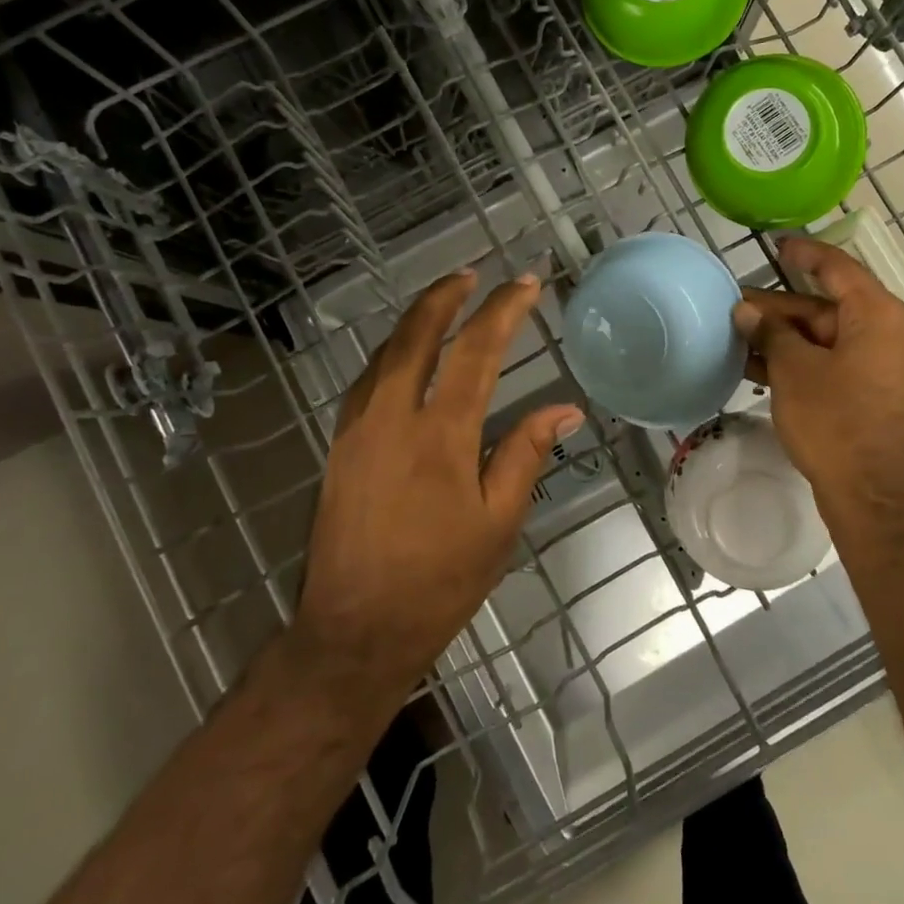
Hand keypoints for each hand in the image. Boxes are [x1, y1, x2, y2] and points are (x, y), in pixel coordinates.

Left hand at [292, 270, 581, 708]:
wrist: (355, 630)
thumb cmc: (439, 579)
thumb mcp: (498, 522)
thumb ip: (526, 454)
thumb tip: (565, 408)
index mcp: (441, 434)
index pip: (477, 351)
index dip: (503, 310)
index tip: (525, 285)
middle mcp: (393, 417)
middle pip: (417, 334)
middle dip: (445, 296)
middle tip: (470, 273)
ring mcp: (358, 429)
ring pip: (385, 353)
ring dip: (414, 320)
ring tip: (441, 303)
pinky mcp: (338, 446)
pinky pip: (366, 380)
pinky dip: (390, 353)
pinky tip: (403, 356)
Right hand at [732, 235, 903, 544]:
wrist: (875, 496)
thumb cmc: (836, 421)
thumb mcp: (794, 370)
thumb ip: (771, 332)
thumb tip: (747, 311)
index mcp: (876, 315)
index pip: (836, 268)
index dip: (803, 253)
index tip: (774, 244)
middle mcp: (887, 333)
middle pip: (826, 307)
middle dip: (779, 308)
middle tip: (735, 309)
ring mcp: (882, 367)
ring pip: (826, 338)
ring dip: (784, 338)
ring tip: (738, 338)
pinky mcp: (873, 395)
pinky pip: (833, 363)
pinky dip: (800, 362)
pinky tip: (760, 368)